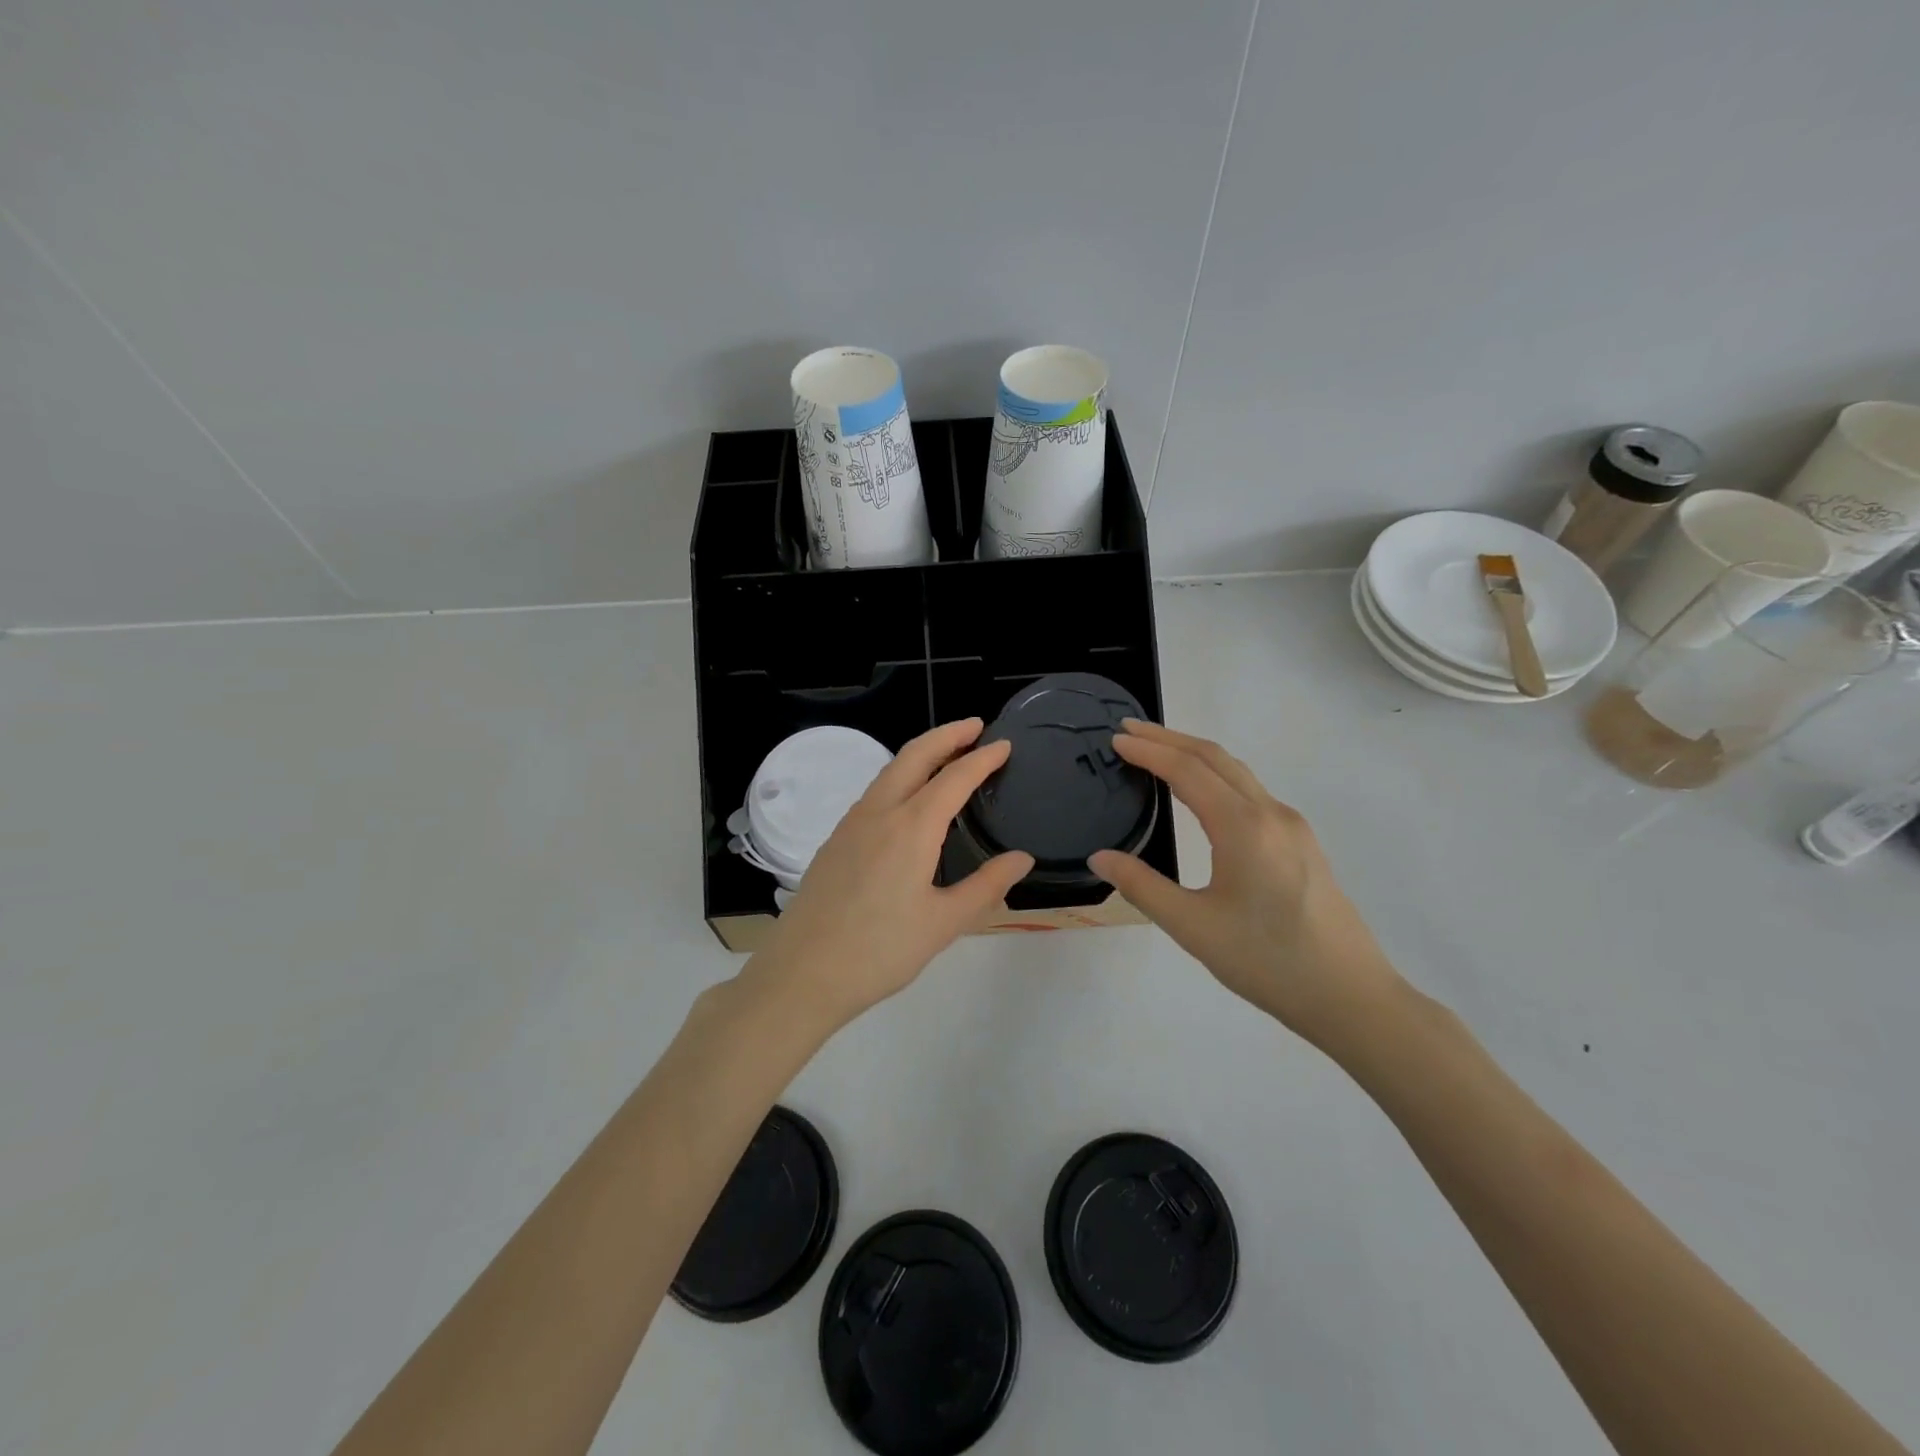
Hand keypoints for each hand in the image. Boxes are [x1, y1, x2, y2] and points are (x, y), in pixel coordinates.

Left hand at [744, 719, 1033, 1032]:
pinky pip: (874, 792)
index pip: (954, 778)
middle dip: (947, 734)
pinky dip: (900, 776)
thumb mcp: (944, 923)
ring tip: (948, 755)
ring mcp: (851, 823)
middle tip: (975, 726)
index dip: (982, 758)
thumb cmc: (880, 951)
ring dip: (921, 753)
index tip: (1005, 744)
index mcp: (911, 828)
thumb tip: (1022, 858)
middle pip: (915, 755)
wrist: (802, 974)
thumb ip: (987, 886)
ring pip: (889, 770)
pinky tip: (909, 799)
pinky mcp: (835, 840)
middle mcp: (879, 813)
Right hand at [1089, 720, 1401, 1047]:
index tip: (1115, 738)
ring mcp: (1292, 827)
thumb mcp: (1192, 927)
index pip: (1187, 771)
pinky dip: (1217, 775)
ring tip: (1158, 751)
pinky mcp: (1302, 843)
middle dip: (1170, 738)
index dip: (1149, 751)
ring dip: (1195, 754)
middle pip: (1215, 758)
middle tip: (1129, 730)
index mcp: (1243, 827)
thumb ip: (1142, 886)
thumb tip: (1100, 858)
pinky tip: (1203, 792)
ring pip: (1238, 773)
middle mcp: (1271, 813)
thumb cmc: (1267, 962)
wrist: (1351, 997)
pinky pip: (1252, 792)